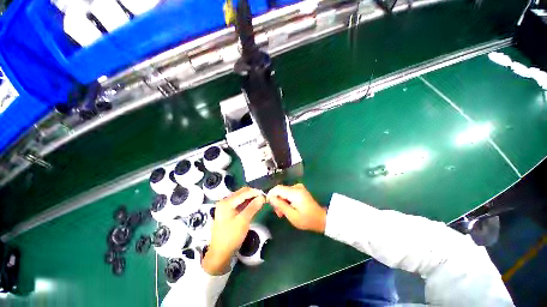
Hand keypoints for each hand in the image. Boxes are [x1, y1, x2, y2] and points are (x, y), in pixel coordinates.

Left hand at [202, 187, 264, 274]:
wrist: (220, 253)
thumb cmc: (231, 236)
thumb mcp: (243, 221)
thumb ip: (253, 207)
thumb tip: (262, 197)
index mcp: (226, 202)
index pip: (244, 192)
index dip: (255, 192)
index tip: (265, 195)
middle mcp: (225, 201)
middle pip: (241, 193)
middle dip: (253, 194)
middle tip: (263, 198)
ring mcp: (225, 206)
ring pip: (241, 197)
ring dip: (250, 198)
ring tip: (260, 201)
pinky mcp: (227, 211)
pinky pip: (239, 203)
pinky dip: (246, 203)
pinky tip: (253, 206)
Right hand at [267, 184, 326, 232]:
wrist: (320, 219)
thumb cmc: (307, 220)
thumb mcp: (291, 215)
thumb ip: (280, 205)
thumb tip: (270, 198)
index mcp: (295, 192)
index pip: (278, 188)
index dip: (271, 195)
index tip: (268, 204)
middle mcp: (296, 187)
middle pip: (280, 190)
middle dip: (277, 200)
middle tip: (278, 213)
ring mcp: (299, 187)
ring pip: (283, 192)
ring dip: (281, 201)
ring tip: (283, 213)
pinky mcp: (299, 190)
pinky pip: (288, 192)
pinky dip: (285, 200)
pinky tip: (287, 208)